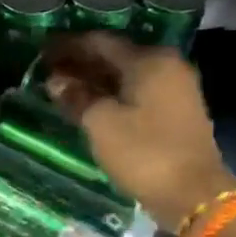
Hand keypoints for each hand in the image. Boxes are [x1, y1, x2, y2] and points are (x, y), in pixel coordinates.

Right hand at [43, 32, 235, 231]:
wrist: (193, 194)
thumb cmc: (144, 153)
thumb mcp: (101, 123)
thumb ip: (76, 97)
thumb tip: (56, 81)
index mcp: (149, 60)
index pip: (100, 42)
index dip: (68, 45)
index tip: (41, 50)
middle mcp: (166, 66)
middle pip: (115, 56)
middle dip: (80, 62)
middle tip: (48, 69)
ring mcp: (174, 89)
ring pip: (125, 76)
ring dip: (94, 80)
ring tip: (62, 87)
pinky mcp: (174, 112)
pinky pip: (135, 92)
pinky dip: (110, 94)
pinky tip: (88, 103)